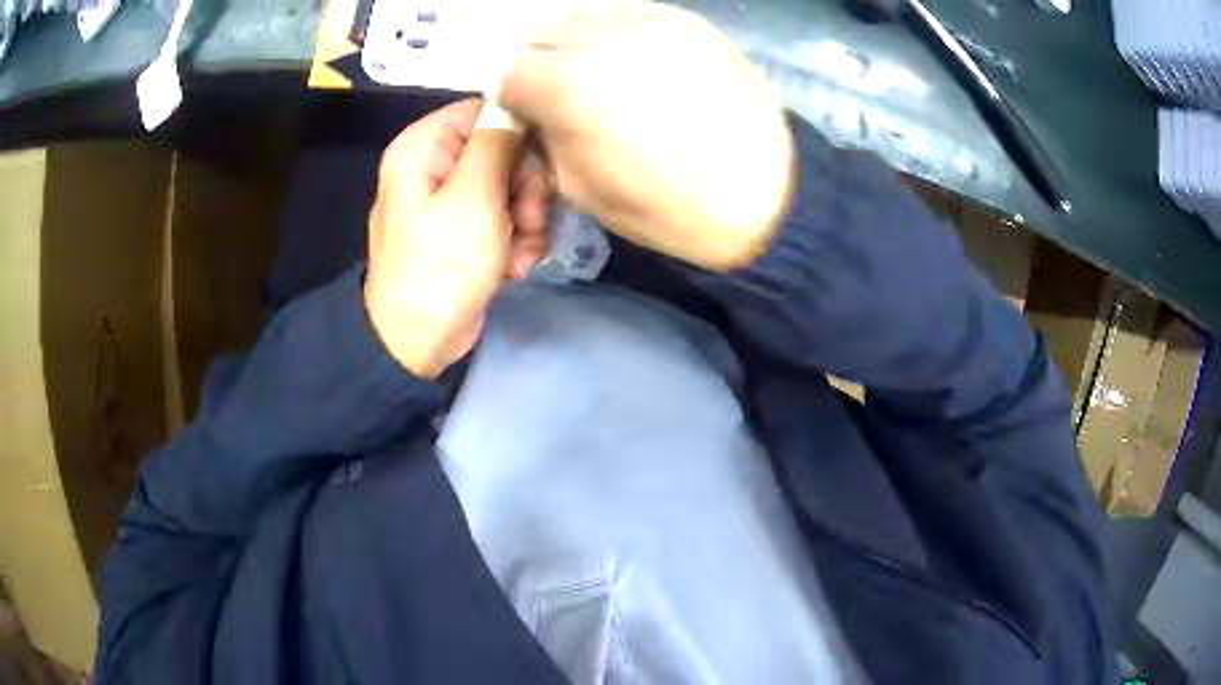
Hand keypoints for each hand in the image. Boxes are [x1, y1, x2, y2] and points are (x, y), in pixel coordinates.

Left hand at [365, 99, 550, 377]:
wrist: (418, 341)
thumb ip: (498, 142)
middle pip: (504, 149)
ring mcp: (449, 199)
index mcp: (424, 145)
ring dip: (527, 220)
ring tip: (519, 254)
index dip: (519, 135)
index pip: (487, 110)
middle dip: (526, 188)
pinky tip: (513, 266)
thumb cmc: (442, 265)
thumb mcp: (474, 197)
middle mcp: (434, 163)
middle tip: (528, 221)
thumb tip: (516, 107)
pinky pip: (503, 215)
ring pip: (511, 186)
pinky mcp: (464, 228)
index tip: (535, 169)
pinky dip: (516, 239)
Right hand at [499, 2, 794, 270]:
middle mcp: (601, 37)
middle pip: (542, 34)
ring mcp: (649, 21)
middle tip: (568, 97)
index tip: (534, 116)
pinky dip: (622, 38)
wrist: (766, 196)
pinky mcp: (688, 21)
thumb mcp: (582, 188)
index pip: (509, 73)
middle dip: (544, 65)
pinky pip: (631, 16)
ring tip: (608, 79)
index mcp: (567, 85)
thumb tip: (534, 113)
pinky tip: (645, 69)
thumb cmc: (668, 207)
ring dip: (580, 45)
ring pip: (585, 17)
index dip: (518, 99)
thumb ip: (544, 138)